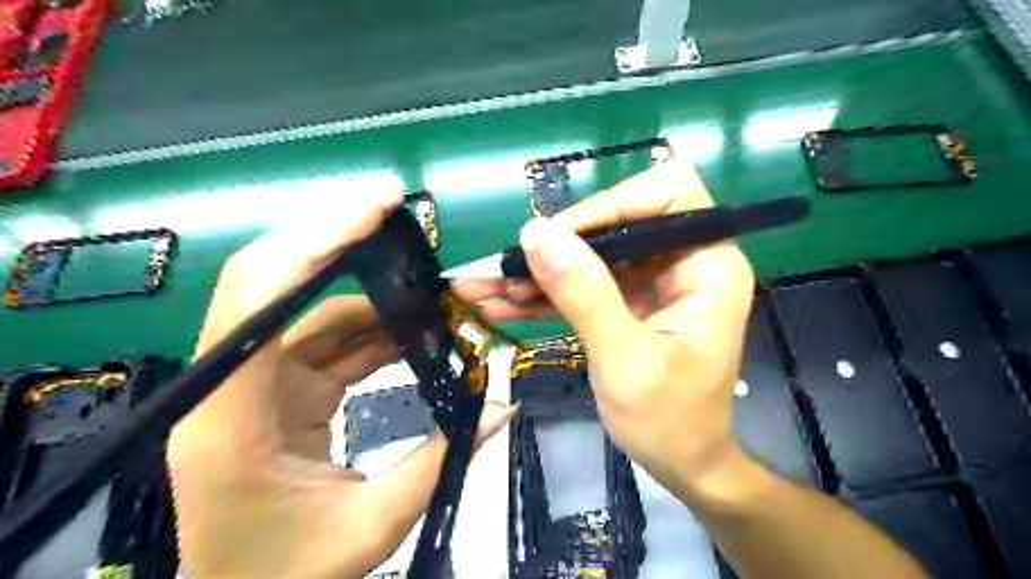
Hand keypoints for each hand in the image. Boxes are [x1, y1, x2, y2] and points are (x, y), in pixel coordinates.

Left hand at [169, 193, 519, 578]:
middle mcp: (230, 383)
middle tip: (399, 214)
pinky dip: (374, 327)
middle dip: (340, 240)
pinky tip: (415, 326)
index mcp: (230, 416)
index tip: (376, 209)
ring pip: (313, 308)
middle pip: (277, 281)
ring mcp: (256, 381)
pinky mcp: (281, 387)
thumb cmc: (287, 576)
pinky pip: (329, 338)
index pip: (257, 298)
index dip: (313, 241)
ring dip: (373, 292)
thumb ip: (440, 461)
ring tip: (431, 289)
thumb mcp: (369, 526)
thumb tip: (502, 407)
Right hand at [455, 158, 753, 500]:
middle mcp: (682, 263)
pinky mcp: (627, 302)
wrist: (681, 464)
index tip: (560, 236)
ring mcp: (651, 282)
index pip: (666, 194)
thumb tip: (535, 233)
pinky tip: (500, 304)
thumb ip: (584, 294)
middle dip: (557, 245)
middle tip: (505, 267)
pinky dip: (543, 295)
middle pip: (615, 223)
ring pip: (589, 256)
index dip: (611, 204)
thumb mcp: (624, 360)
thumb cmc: (670, 421)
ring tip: (482, 287)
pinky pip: (582, 285)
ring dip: (537, 272)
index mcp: (707, 266)